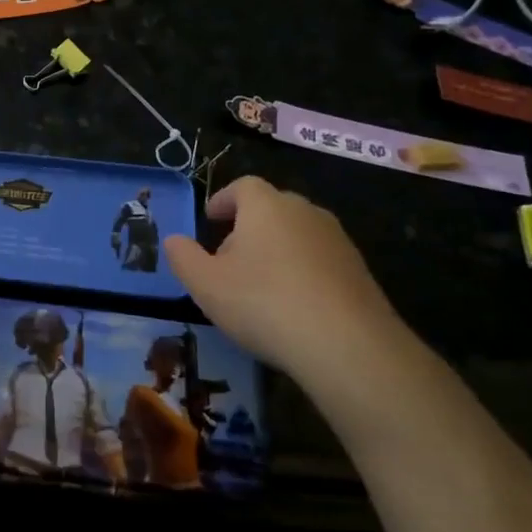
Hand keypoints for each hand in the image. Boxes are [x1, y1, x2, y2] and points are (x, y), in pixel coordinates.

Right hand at [163, 177, 409, 386]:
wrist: (346, 344)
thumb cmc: (263, 303)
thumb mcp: (205, 284)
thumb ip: (183, 257)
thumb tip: (173, 240)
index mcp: (266, 206)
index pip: (243, 186)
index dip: (223, 199)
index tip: (210, 219)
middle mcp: (304, 211)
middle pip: (271, 208)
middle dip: (247, 226)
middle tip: (228, 257)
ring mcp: (337, 239)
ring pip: (297, 233)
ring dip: (276, 248)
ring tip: (259, 283)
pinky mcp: (358, 269)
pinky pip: (319, 259)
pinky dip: (301, 270)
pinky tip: (292, 304)